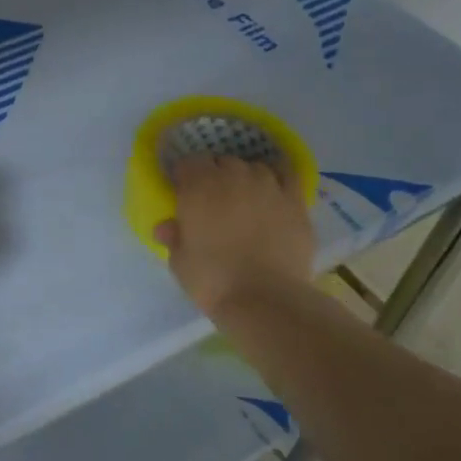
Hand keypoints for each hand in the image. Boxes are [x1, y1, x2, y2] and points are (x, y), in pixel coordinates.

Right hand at [154, 155, 313, 315]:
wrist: (264, 298)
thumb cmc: (212, 280)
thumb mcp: (179, 262)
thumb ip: (174, 237)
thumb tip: (166, 227)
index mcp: (198, 187)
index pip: (188, 163)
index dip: (184, 176)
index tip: (182, 192)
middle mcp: (233, 176)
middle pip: (222, 161)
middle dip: (214, 175)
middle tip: (212, 200)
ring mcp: (268, 185)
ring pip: (254, 167)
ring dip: (245, 177)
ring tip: (244, 199)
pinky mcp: (295, 200)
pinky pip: (286, 175)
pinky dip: (278, 178)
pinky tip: (274, 192)